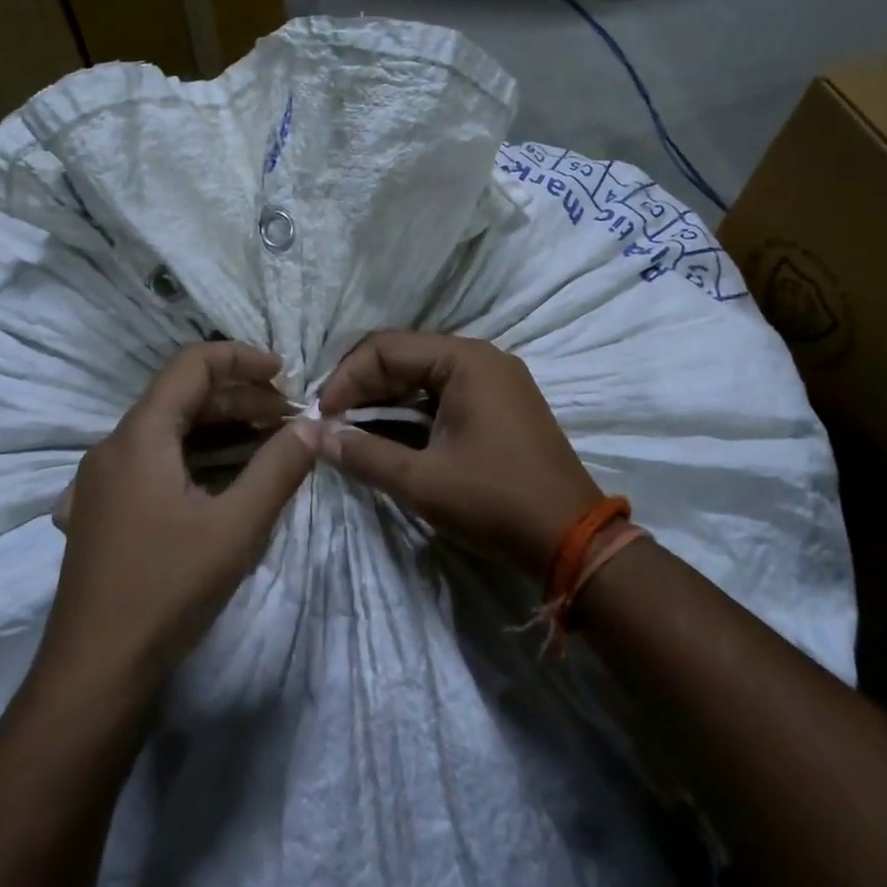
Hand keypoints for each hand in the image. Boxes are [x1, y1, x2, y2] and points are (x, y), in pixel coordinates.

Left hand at [44, 343, 320, 682]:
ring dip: (222, 431)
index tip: (287, 373)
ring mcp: (103, 481)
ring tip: (270, 447)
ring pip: (170, 433)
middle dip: (241, 400)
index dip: (242, 358)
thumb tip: (315, 425)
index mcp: (139, 436)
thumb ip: (280, 468)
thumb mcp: (238, 526)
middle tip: (290, 421)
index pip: (192, 365)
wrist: (94, 674)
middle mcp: (114, 447)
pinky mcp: (105, 511)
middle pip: (182, 399)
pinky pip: (156, 464)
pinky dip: (197, 458)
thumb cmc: (167, 589)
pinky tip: (227, 483)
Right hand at [317, 332, 600, 579]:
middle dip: (363, 387)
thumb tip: (314, 436)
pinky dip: (412, 412)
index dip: (346, 378)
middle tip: (332, 424)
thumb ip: (364, 454)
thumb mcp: (422, 481)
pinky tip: (389, 436)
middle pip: (404, 356)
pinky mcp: (499, 405)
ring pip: (422, 376)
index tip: (322, 416)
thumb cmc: (495, 501)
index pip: (386, 347)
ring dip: (384, 400)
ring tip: (352, 431)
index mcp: (465, 360)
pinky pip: (444, 394)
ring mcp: (494, 381)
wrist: (572, 539)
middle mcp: (481, 358)